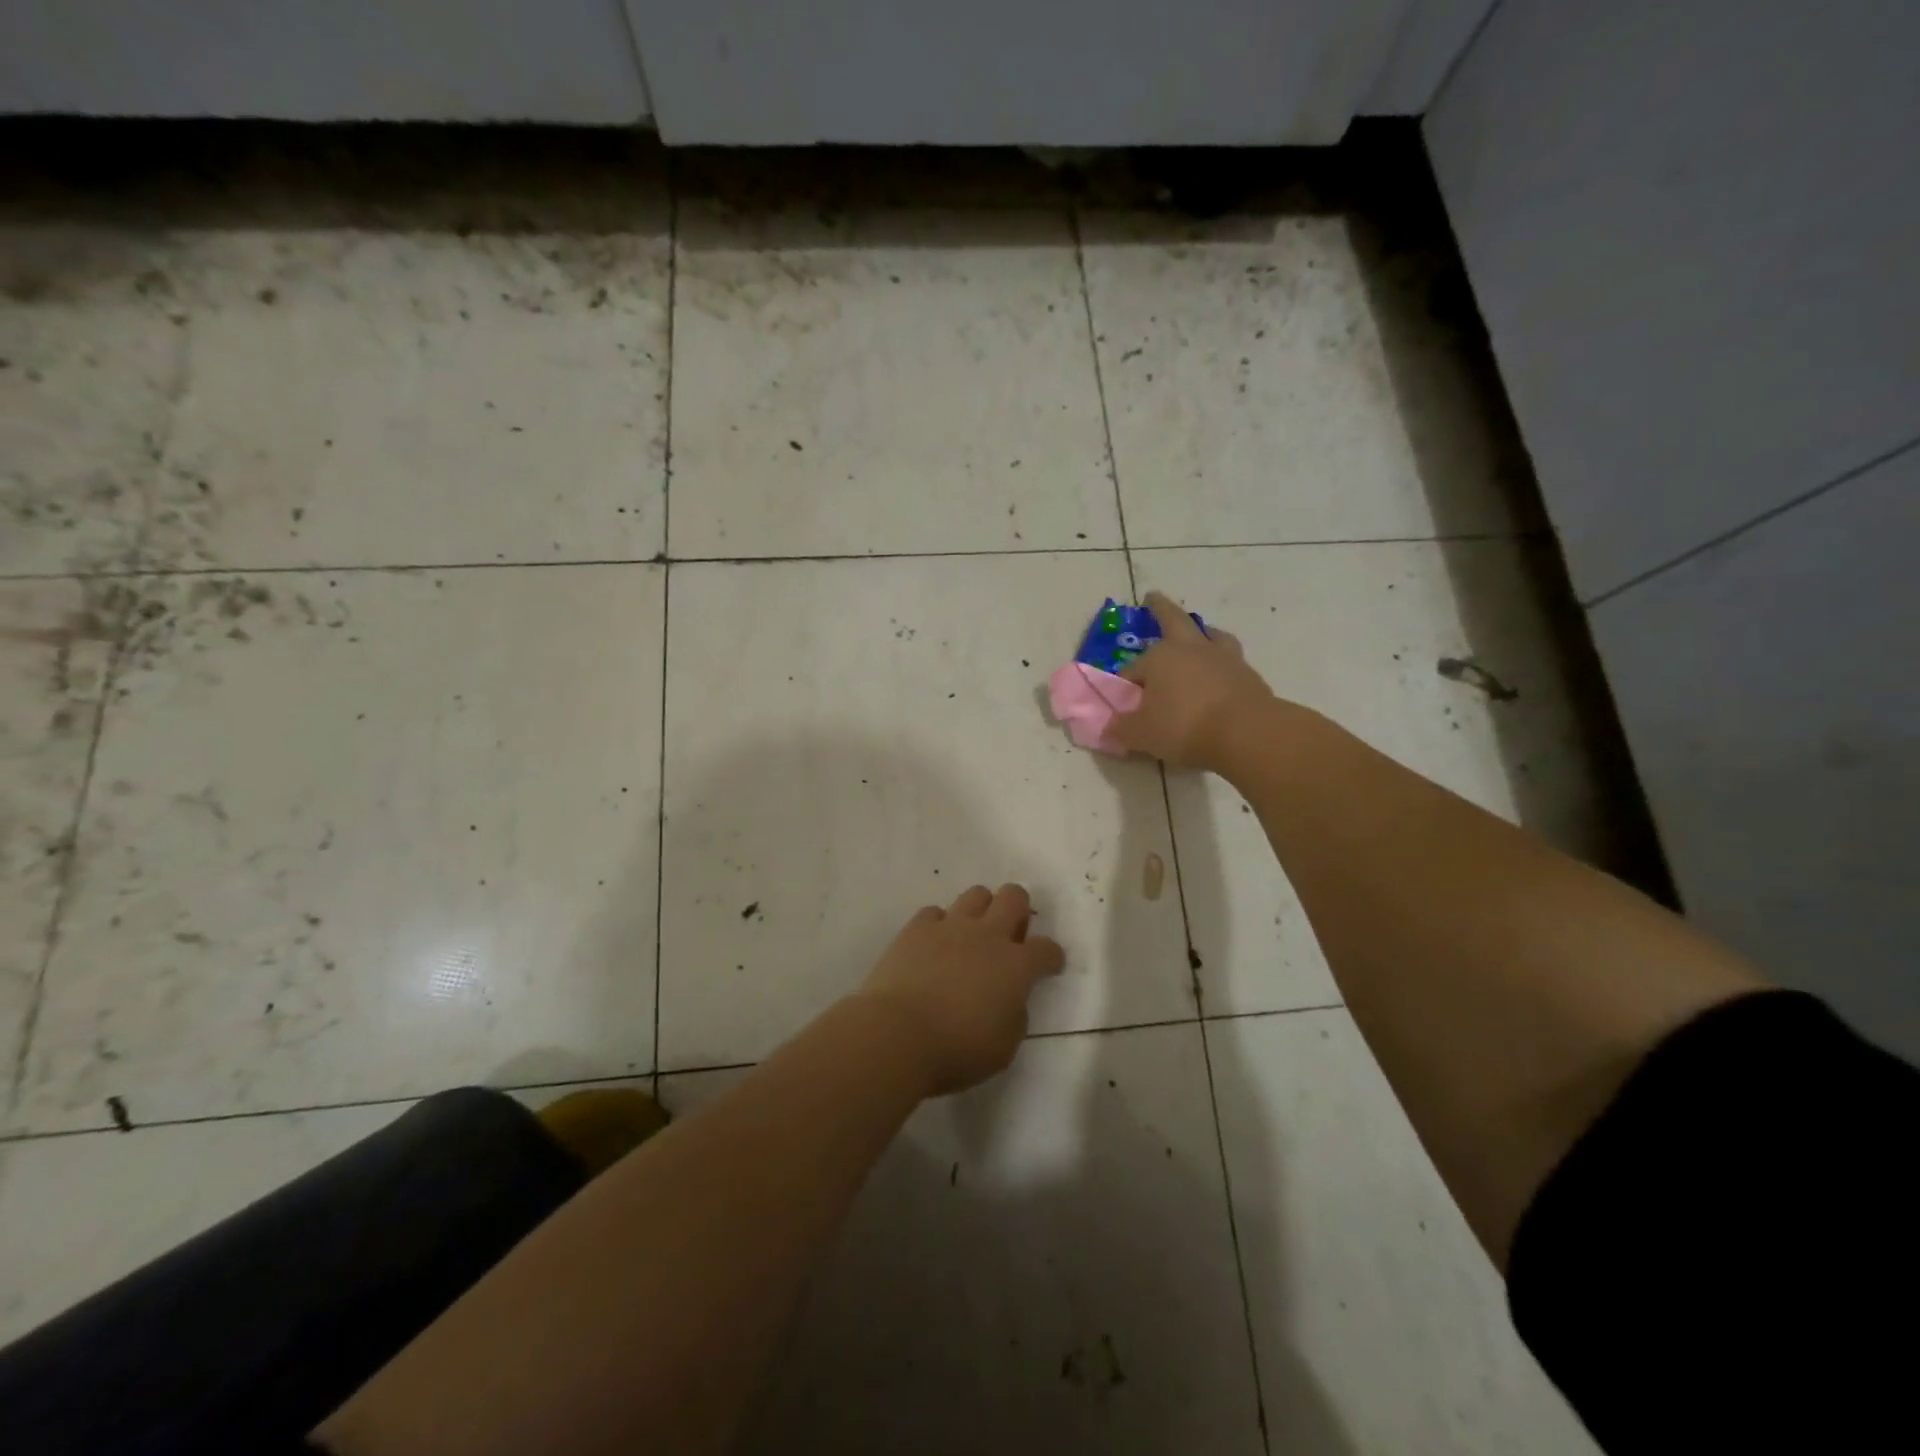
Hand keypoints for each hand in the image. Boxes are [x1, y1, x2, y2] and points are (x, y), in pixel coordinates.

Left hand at [856, 884, 1065, 1095]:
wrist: (898, 1034)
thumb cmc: (957, 1050)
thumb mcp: (1004, 1047)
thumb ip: (1015, 1016)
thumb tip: (1010, 999)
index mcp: (1016, 966)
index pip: (1047, 949)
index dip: (1052, 956)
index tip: (1049, 966)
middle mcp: (988, 936)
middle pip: (1014, 897)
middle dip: (1019, 909)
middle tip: (1011, 933)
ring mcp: (951, 926)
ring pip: (976, 894)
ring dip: (982, 909)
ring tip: (973, 934)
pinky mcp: (917, 928)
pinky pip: (935, 913)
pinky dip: (939, 925)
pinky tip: (934, 944)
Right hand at [1111, 591, 1275, 769]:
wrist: (1246, 733)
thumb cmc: (1184, 726)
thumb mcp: (1142, 734)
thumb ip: (1122, 729)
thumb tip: (1111, 728)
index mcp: (1159, 657)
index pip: (1132, 670)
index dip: (1124, 686)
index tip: (1123, 704)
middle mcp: (1190, 648)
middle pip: (1173, 620)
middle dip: (1160, 608)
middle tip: (1152, 598)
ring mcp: (1223, 658)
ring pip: (1210, 634)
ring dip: (1202, 631)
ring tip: (1200, 634)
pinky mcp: (1247, 674)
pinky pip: (1230, 661)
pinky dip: (1222, 663)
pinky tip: (1221, 675)